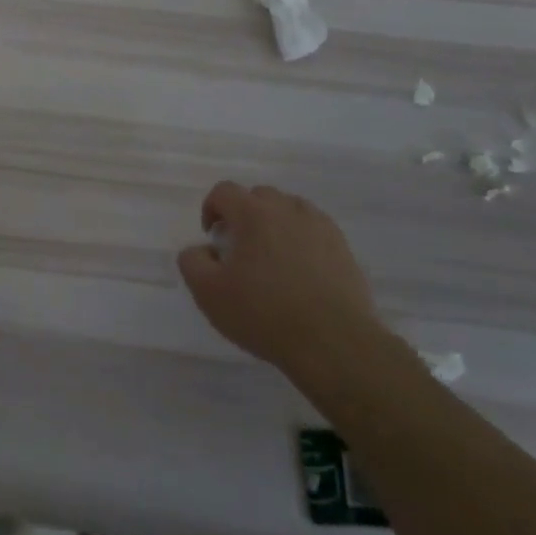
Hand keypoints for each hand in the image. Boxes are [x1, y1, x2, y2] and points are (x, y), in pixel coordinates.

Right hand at [176, 182, 379, 366]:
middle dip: (243, 215)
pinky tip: (299, 271)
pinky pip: (314, 230)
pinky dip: (301, 240)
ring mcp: (320, 226)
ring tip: (271, 259)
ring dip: (274, 225)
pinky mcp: (343, 248)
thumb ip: (192, 261)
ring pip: (289, 210)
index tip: (212, 238)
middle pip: (259, 196)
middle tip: (239, 249)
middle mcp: (288, 210)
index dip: (211, 209)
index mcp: (253, 213)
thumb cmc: (264, 314)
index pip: (224, 191)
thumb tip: (202, 249)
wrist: (333, 343)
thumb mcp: (208, 292)